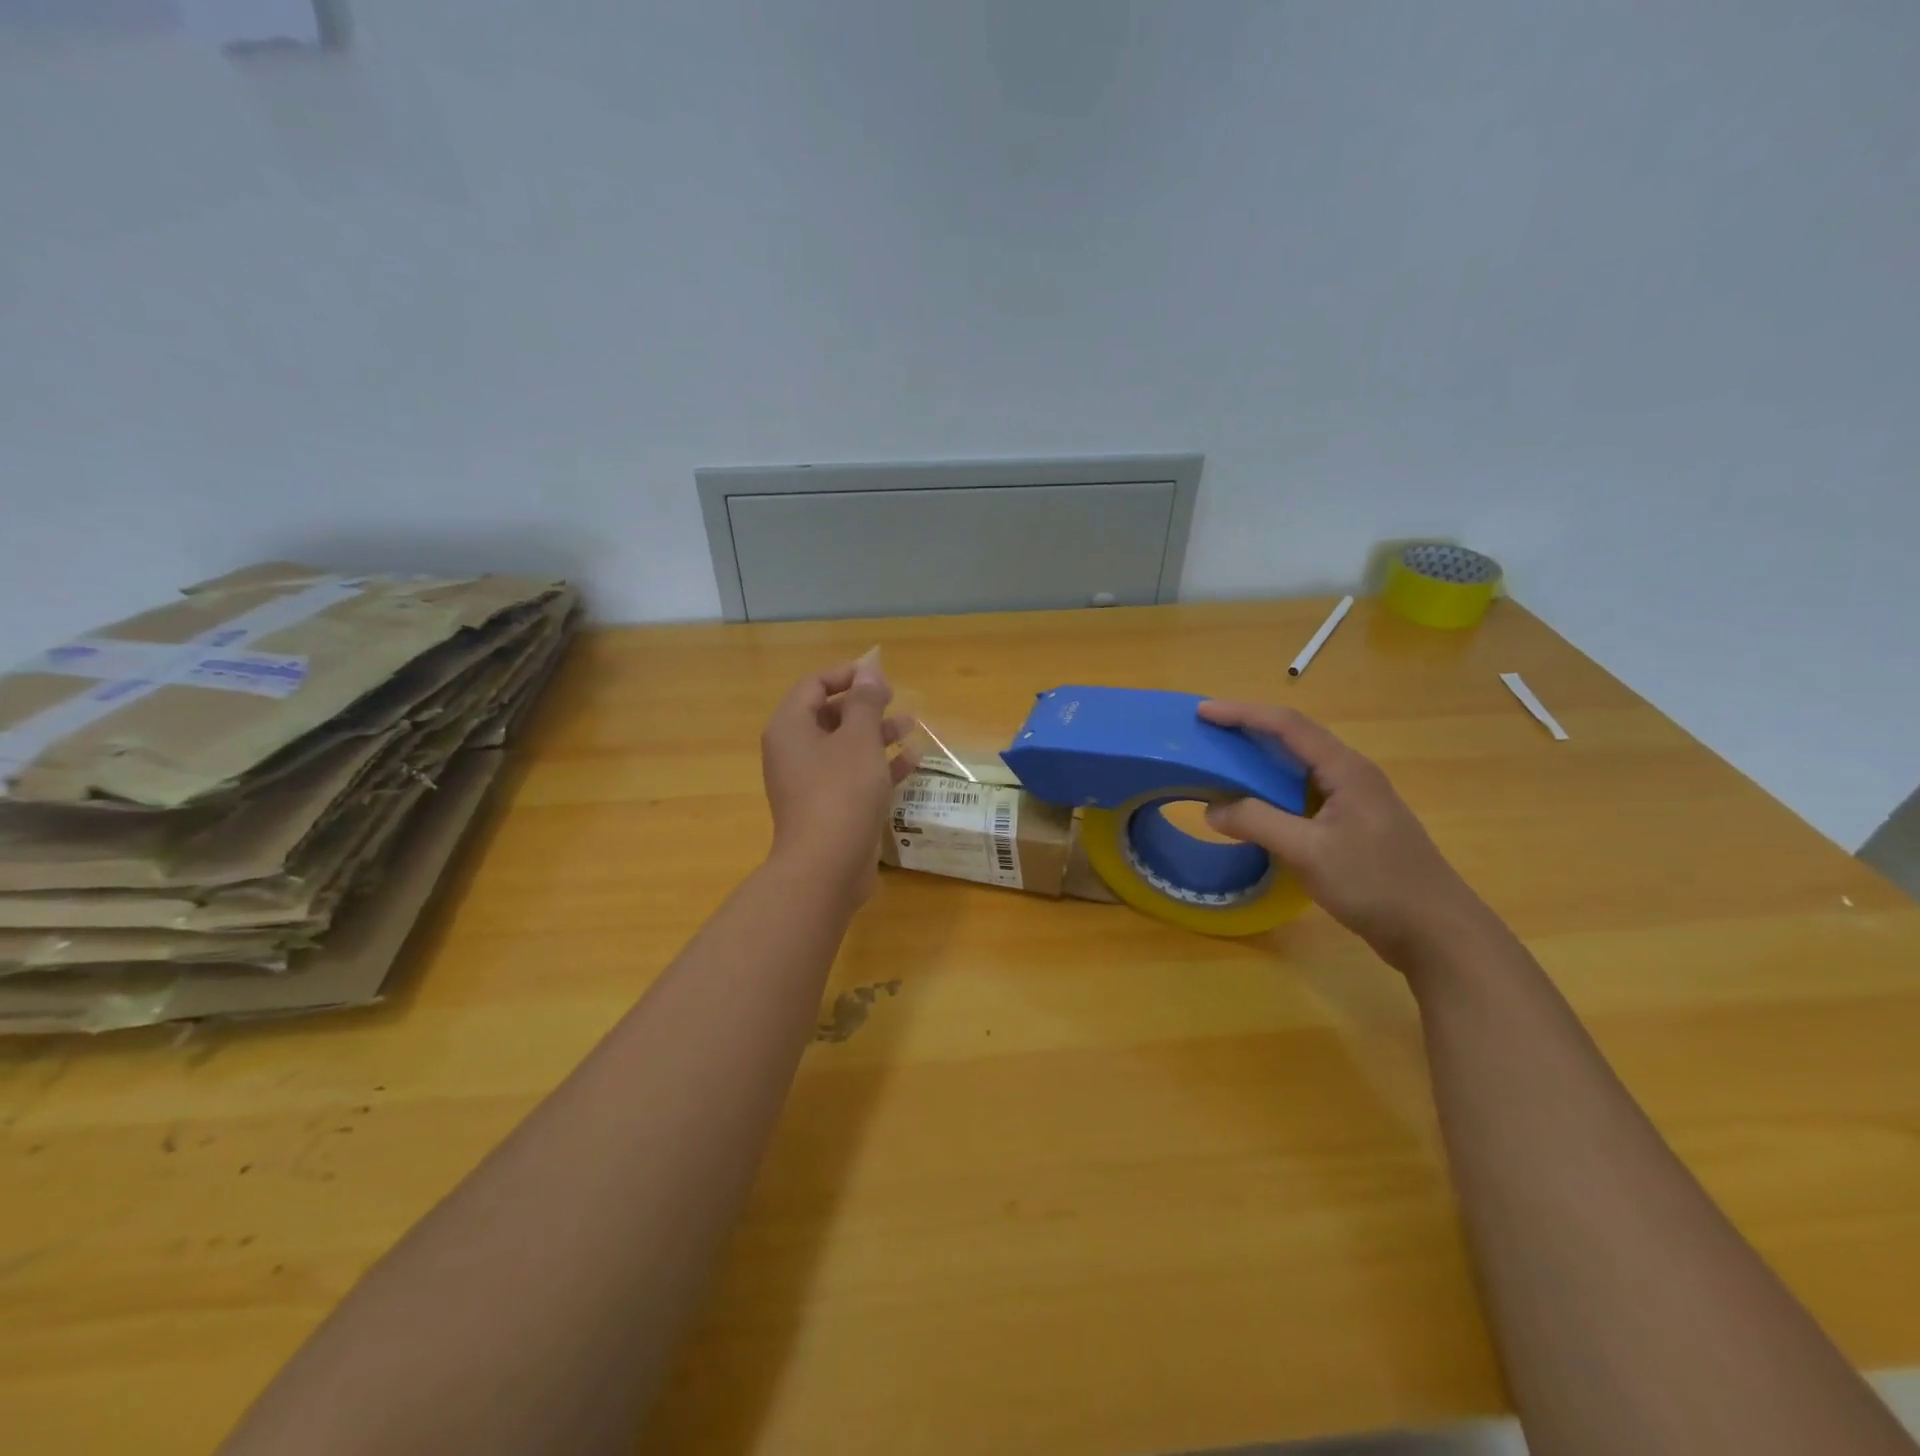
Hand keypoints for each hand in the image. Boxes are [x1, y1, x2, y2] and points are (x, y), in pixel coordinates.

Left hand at [761, 654, 917, 900]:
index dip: (847, 674)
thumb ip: (866, 701)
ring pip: (845, 746)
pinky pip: (853, 775)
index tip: (880, 676)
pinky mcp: (829, 807)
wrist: (826, 867)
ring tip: (912, 726)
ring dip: (877, 733)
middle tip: (896, 700)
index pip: (814, 685)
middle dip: (865, 705)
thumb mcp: (859, 739)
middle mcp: (794, 751)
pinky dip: (879, 765)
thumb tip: (869, 666)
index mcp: (790, 728)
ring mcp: (810, 782)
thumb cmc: (841, 792)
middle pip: (829, 715)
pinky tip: (913, 760)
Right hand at [1197, 700, 1494, 969]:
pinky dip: (1273, 790)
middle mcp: (1352, 775)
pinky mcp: (1354, 826)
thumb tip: (1212, 809)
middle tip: (1207, 733)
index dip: (1242, 714)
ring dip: (1260, 761)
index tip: (1203, 712)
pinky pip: (1304, 793)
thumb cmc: (1376, 884)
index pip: (1287, 726)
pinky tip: (1255, 805)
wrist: (1437, 933)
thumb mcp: (1309, 852)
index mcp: (1346, 770)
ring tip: (1222, 762)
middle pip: (1294, 739)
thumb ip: (1257, 823)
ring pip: (1299, 767)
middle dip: (1249, 730)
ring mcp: (1356, 801)